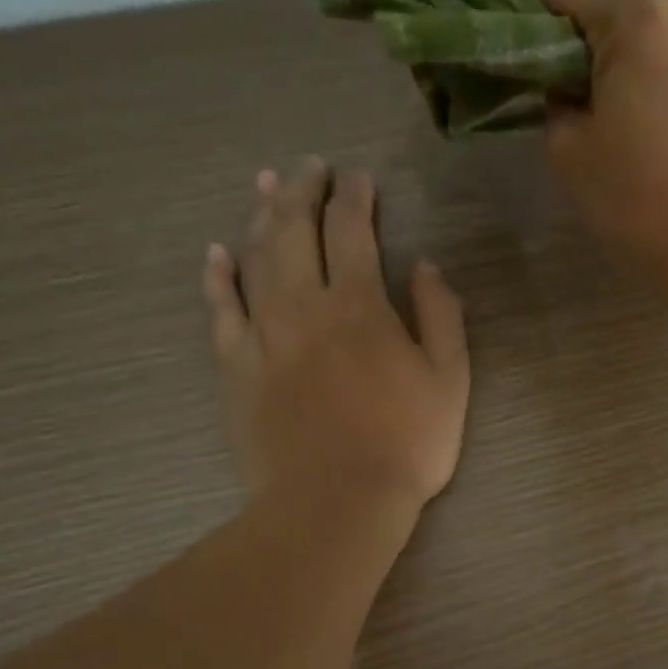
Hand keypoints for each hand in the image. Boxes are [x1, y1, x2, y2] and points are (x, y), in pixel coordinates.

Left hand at [201, 158, 469, 514]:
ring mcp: (263, 335)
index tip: (358, 177)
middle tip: (308, 167)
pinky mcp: (236, 368)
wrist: (336, 501)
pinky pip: (220, 311)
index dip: (355, 197)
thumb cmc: (405, 444)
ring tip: (265, 187)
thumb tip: (425, 265)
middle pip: (294, 231)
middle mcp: (304, 306)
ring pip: (254, 259)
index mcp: (359, 305)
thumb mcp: (450, 380)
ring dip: (260, 217)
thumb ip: (441, 315)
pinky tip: (217, 254)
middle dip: (302, 191)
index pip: (352, 230)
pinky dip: (217, 278)